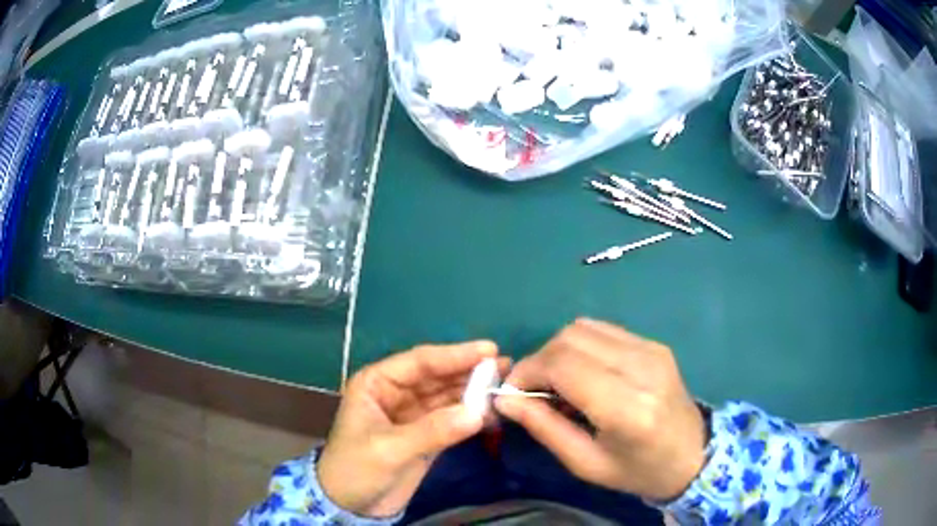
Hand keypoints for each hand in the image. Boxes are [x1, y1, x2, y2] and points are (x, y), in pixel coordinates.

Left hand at [317, 341, 506, 517]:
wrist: (351, 505)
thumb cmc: (355, 469)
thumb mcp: (388, 449)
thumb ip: (432, 431)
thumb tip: (479, 413)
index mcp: (377, 383)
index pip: (420, 362)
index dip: (455, 355)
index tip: (489, 350)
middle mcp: (396, 393)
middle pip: (437, 376)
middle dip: (469, 371)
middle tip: (506, 366)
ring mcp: (413, 415)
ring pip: (447, 396)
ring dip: (474, 393)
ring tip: (504, 386)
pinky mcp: (425, 435)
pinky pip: (452, 419)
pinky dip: (471, 416)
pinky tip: (492, 413)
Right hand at [494, 318, 705, 501]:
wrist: (692, 454)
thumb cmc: (638, 470)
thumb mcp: (585, 463)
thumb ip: (544, 427)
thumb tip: (505, 399)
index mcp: (628, 408)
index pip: (564, 366)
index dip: (528, 372)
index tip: (510, 393)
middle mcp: (642, 368)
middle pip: (570, 339)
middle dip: (539, 360)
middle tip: (530, 390)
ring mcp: (652, 349)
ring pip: (583, 327)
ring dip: (558, 351)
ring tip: (556, 383)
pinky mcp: (654, 344)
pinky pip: (602, 330)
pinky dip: (580, 346)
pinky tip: (582, 373)